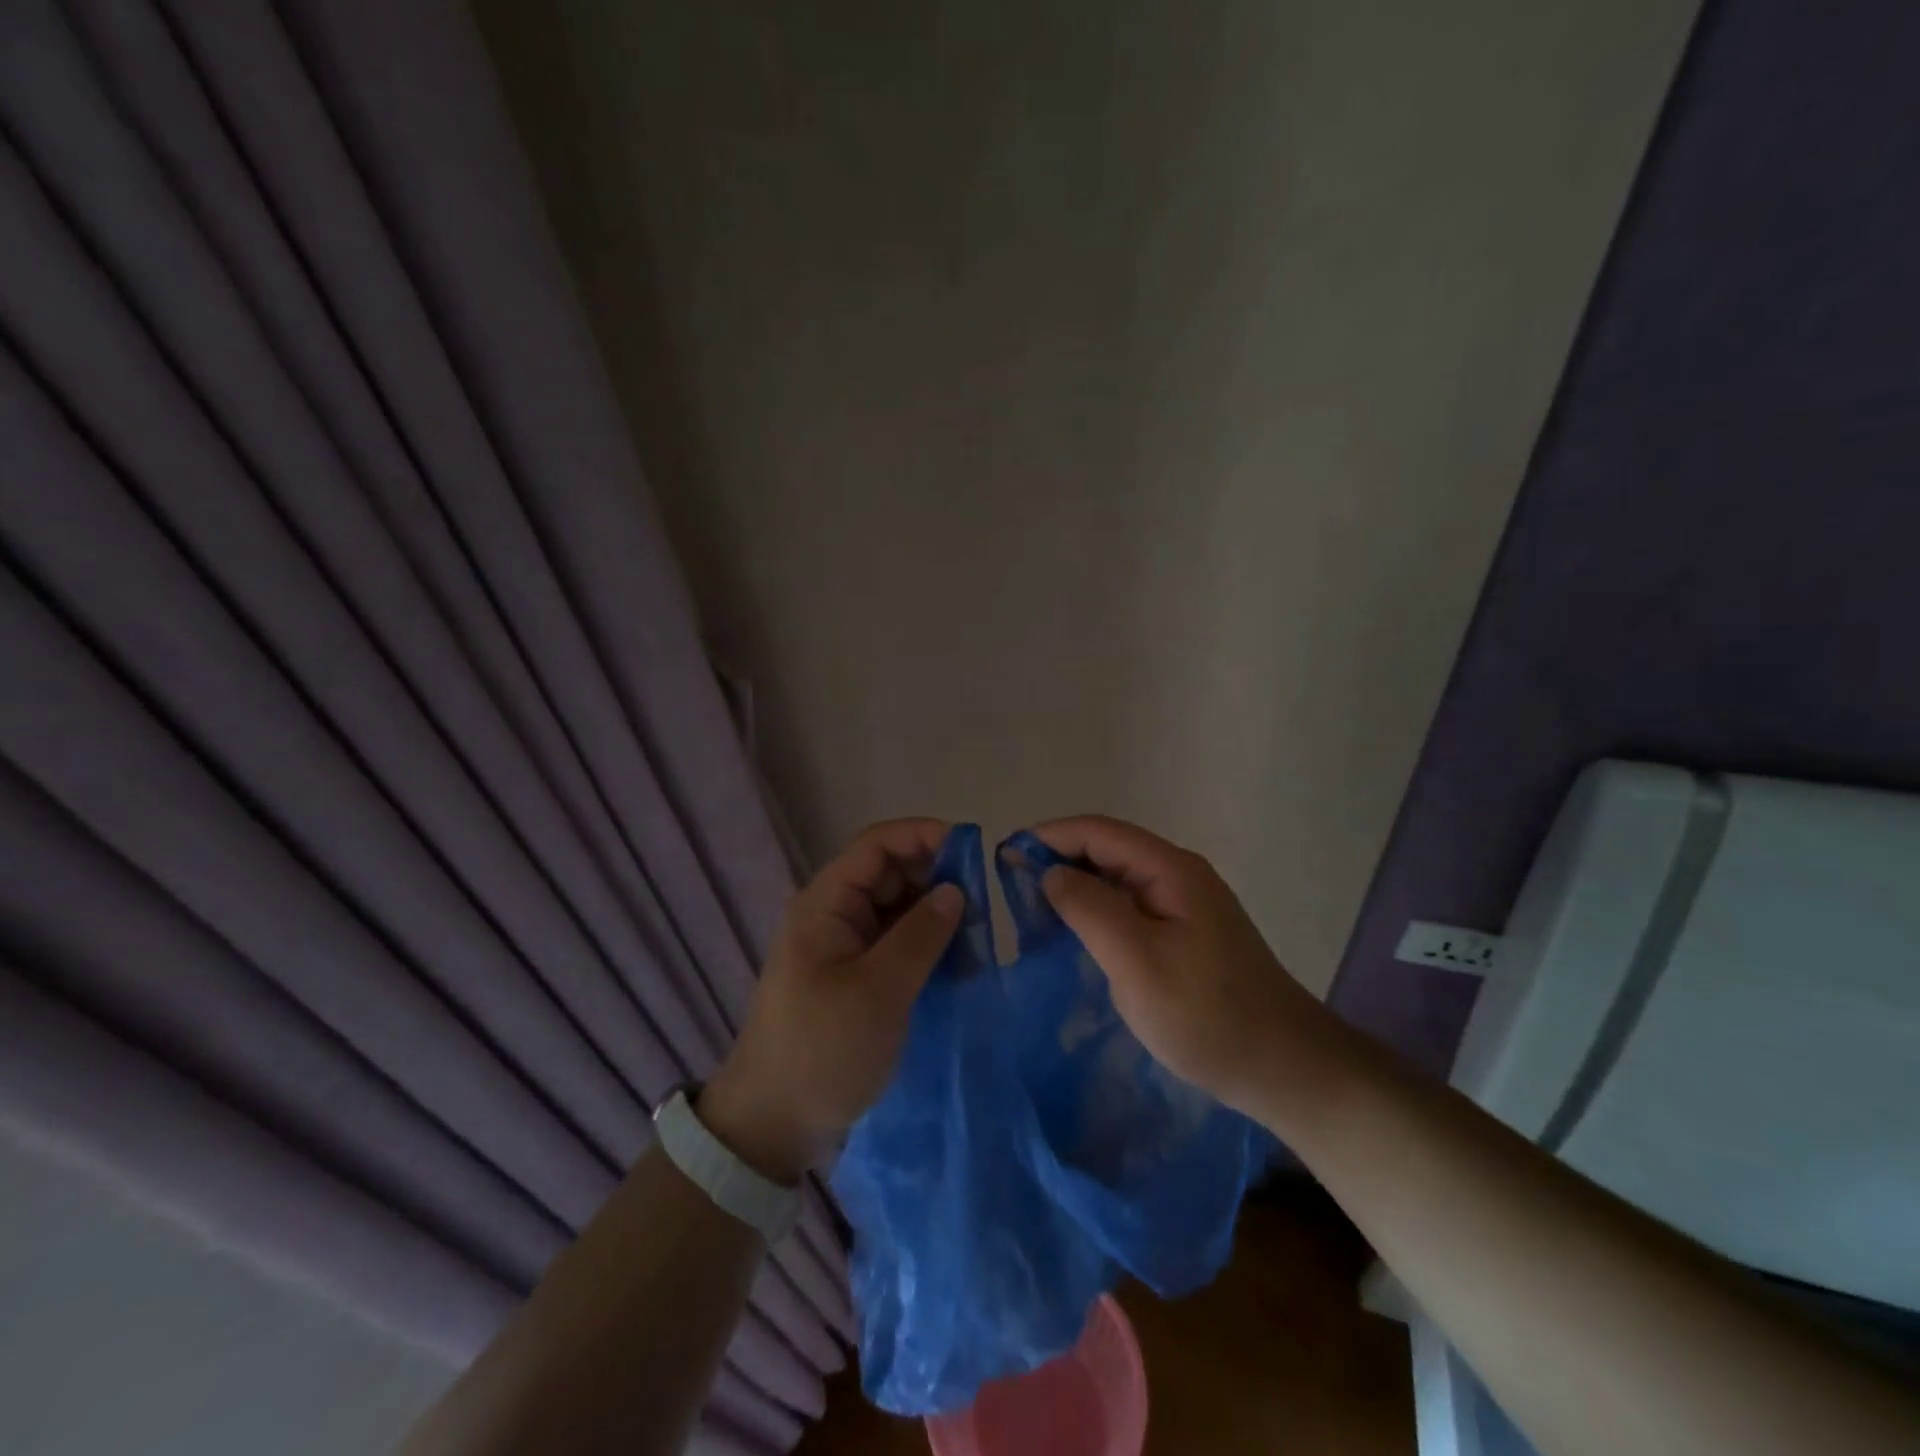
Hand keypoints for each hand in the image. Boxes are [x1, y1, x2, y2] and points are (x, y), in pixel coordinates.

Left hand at [700, 819, 961, 1182]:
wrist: (773, 1125)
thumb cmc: (822, 1049)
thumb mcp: (878, 991)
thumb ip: (920, 935)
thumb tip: (956, 890)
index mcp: (827, 903)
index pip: (878, 845)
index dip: (924, 836)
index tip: (974, 850)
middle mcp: (835, 914)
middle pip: (891, 873)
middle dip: (937, 878)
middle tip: (985, 903)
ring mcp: (845, 946)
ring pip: (899, 909)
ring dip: (936, 915)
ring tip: (979, 935)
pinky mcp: (856, 976)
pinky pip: (897, 943)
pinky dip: (927, 945)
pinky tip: (960, 963)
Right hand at [1033, 815, 1338, 1116]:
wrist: (1286, 1069)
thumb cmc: (1207, 1015)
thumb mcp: (1137, 960)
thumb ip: (1089, 908)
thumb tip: (1049, 872)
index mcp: (1170, 869)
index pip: (1097, 831)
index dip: (1048, 837)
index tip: (1003, 859)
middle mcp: (1178, 875)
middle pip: (1106, 850)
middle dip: (1057, 860)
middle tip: (1010, 890)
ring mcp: (1184, 905)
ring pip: (1116, 880)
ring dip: (1074, 887)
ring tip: (1031, 911)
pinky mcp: (1185, 935)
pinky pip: (1129, 908)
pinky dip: (1095, 912)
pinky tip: (1074, 936)